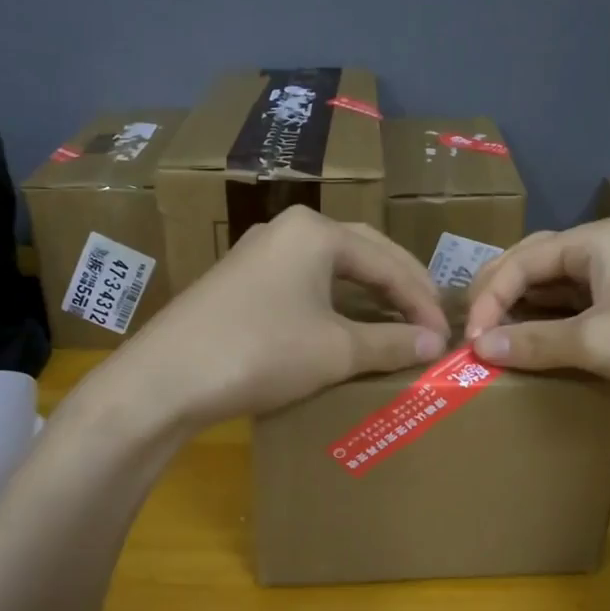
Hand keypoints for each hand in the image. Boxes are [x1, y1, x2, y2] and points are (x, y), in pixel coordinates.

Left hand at [80, 207, 449, 433]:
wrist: (164, 380)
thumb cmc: (261, 352)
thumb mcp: (335, 350)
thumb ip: (391, 342)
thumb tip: (434, 344)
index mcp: (316, 231)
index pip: (388, 262)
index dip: (422, 300)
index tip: (445, 336)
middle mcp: (288, 230)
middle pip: (363, 253)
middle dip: (401, 285)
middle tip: (429, 318)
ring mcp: (259, 253)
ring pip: (332, 267)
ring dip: (369, 293)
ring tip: (397, 320)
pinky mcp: (241, 281)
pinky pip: (305, 283)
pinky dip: (336, 302)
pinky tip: (346, 324)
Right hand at [462, 218, 609, 434]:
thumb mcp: (597, 341)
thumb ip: (533, 342)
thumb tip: (479, 347)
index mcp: (597, 240)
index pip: (522, 258)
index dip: (489, 296)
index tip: (471, 340)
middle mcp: (609, 254)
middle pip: (537, 267)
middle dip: (502, 297)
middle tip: (474, 333)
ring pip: (558, 293)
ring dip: (526, 316)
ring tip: (496, 344)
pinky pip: (581, 317)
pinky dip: (554, 332)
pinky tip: (537, 353)